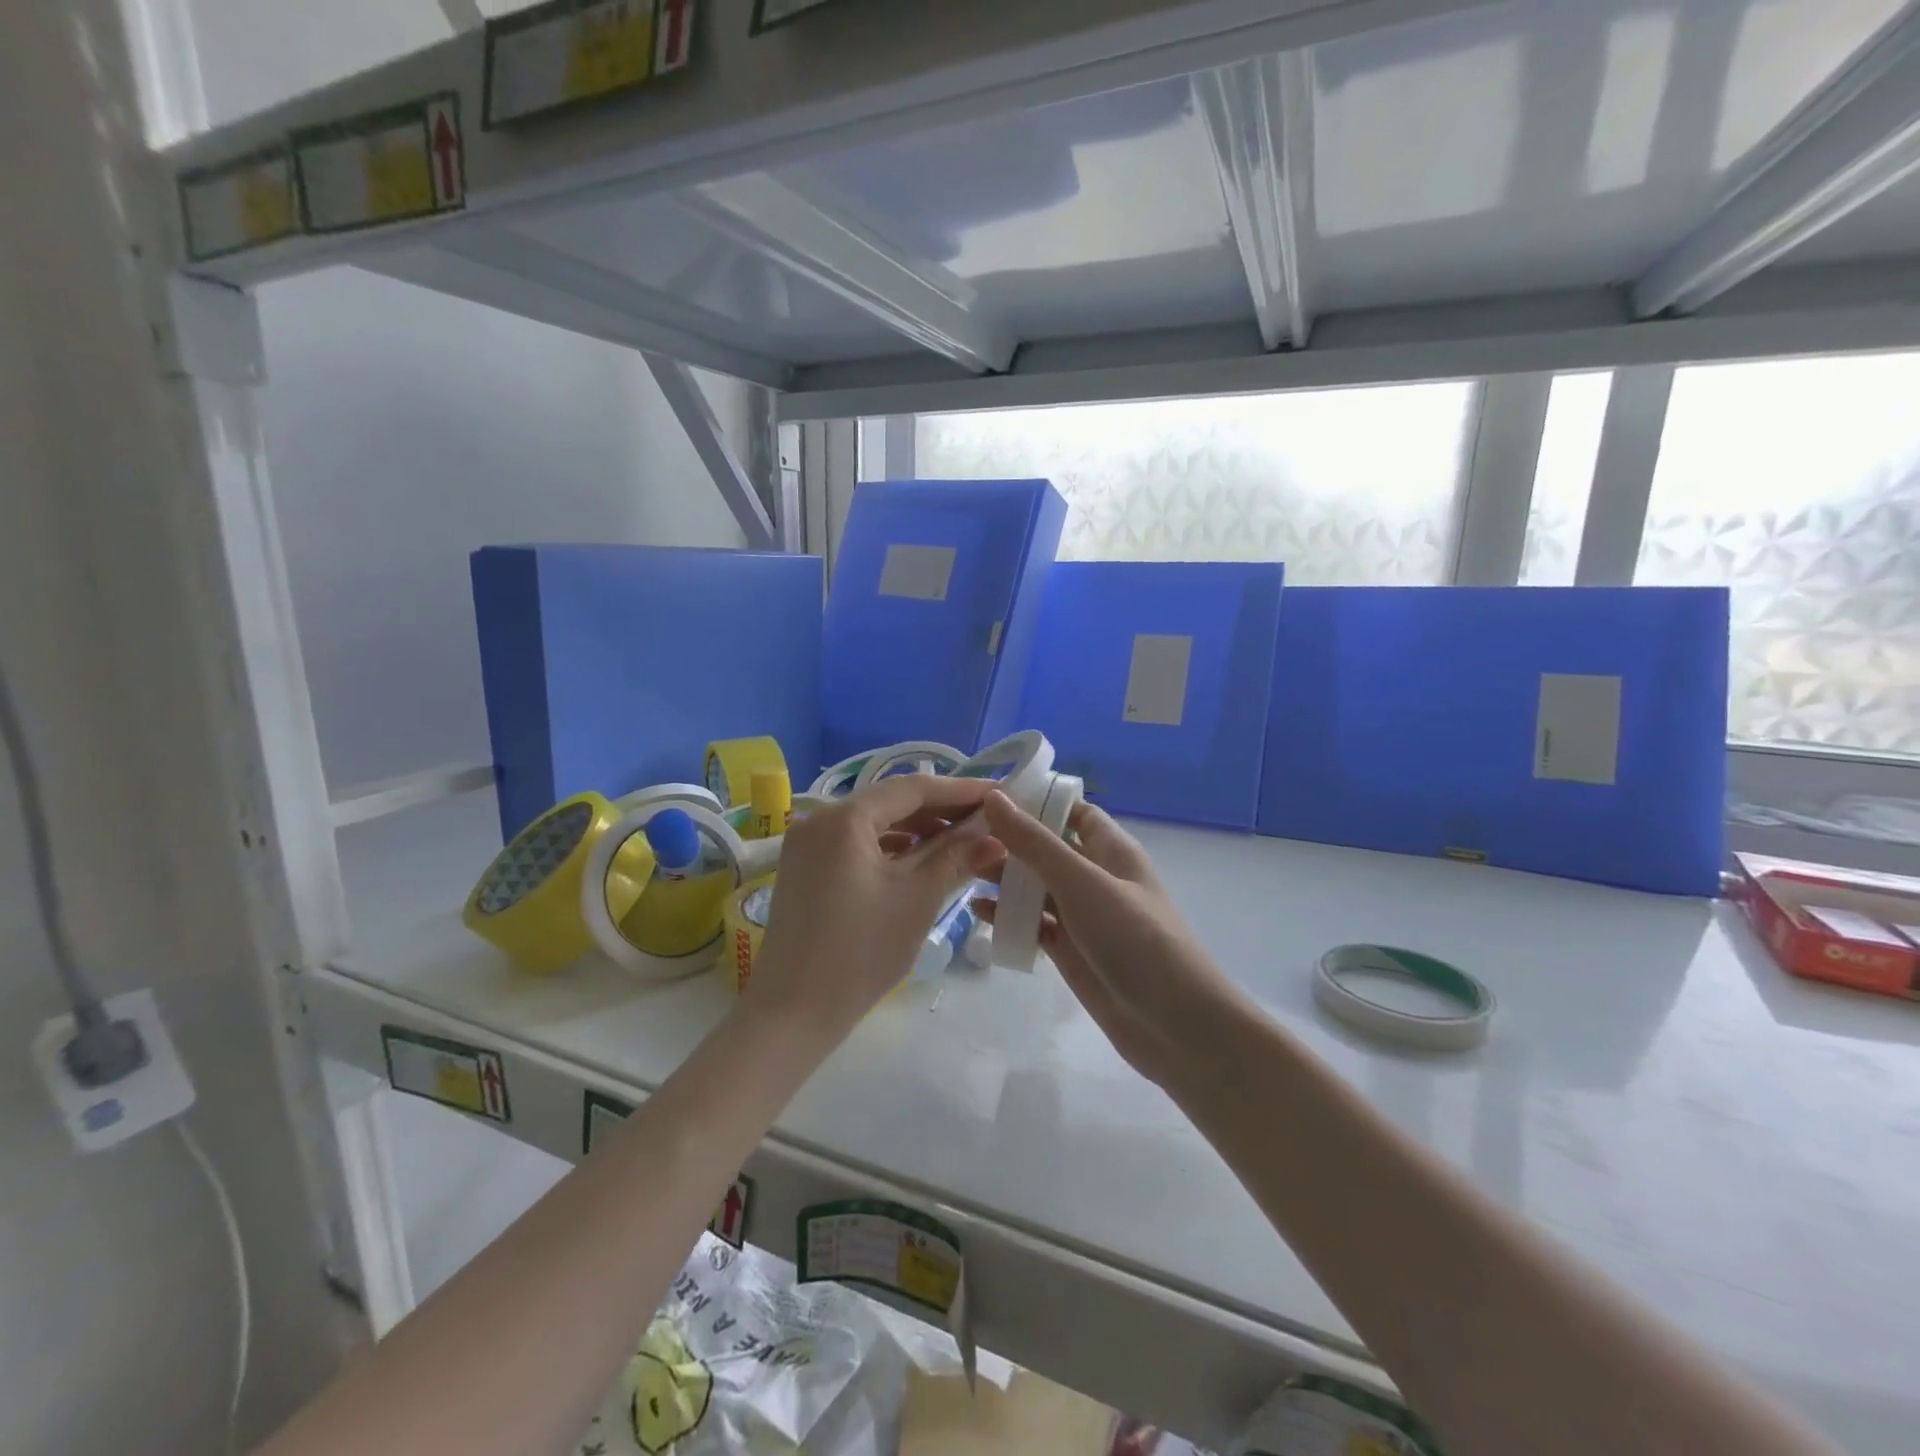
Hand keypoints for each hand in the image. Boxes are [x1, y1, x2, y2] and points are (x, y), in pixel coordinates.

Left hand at [743, 774, 1001, 1046]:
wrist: (793, 1013)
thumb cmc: (861, 951)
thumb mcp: (917, 898)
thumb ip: (955, 856)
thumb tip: (994, 835)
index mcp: (844, 818)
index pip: (912, 788)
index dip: (959, 790)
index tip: (999, 793)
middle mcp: (819, 819)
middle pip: (890, 802)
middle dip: (940, 810)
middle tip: (986, 819)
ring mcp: (807, 845)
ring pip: (874, 824)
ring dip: (917, 830)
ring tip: (963, 840)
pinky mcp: (805, 870)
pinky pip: (856, 845)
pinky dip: (891, 849)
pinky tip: (921, 859)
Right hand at [975, 790, 1243, 1090]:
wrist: (1175, 1024)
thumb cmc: (1134, 937)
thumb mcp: (1081, 881)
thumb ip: (1034, 842)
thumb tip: (994, 796)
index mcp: (1110, 848)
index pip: (1070, 810)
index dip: (1034, 800)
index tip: (987, 794)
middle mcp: (1095, 876)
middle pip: (1046, 848)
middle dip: (1009, 841)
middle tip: (960, 835)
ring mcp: (1082, 915)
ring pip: (1036, 887)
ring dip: (1004, 878)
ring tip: (962, 870)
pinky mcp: (1071, 950)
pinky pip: (1034, 924)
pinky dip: (1010, 917)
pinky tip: (979, 913)